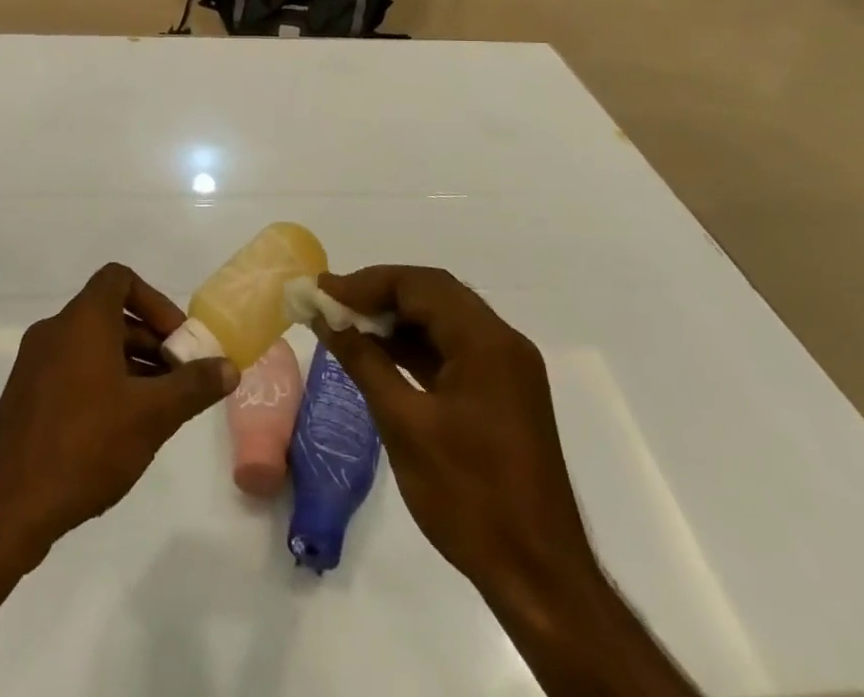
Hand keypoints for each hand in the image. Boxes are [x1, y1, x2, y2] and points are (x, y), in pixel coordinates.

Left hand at [0, 264, 237, 568]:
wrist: (4, 506)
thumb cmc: (85, 444)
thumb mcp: (152, 415)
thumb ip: (193, 386)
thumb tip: (229, 366)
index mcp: (83, 319)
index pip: (120, 278)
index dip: (155, 301)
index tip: (177, 340)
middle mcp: (55, 330)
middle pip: (110, 315)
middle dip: (149, 342)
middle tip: (178, 380)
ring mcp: (35, 364)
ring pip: (91, 347)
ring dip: (128, 366)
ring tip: (156, 410)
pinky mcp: (24, 397)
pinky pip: (72, 371)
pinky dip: (101, 384)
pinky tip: (119, 431)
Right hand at [314, 267, 594, 604]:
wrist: (540, 579)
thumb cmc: (469, 498)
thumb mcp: (404, 425)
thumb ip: (363, 361)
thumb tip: (325, 317)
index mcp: (486, 342)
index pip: (419, 285)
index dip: (366, 284)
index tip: (323, 292)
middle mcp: (502, 342)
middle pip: (433, 293)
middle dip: (379, 293)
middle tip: (332, 302)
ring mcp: (506, 368)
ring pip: (443, 319)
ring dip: (396, 318)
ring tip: (346, 323)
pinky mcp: (502, 393)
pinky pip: (453, 349)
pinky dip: (415, 345)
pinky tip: (379, 353)